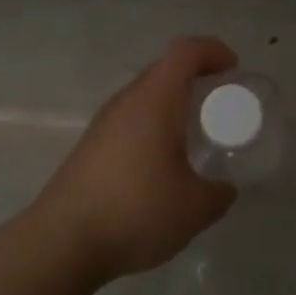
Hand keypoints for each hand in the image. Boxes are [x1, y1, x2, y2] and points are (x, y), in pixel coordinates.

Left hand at [32, 36, 239, 279]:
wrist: (61, 243)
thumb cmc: (136, 211)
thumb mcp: (195, 208)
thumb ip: (218, 194)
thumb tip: (224, 189)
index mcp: (155, 100)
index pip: (186, 52)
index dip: (213, 51)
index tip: (234, 69)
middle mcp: (126, 102)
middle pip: (164, 71)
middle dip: (196, 79)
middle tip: (220, 105)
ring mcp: (102, 125)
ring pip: (144, 98)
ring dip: (172, 106)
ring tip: (194, 137)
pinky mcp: (89, 149)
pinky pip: (130, 122)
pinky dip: (153, 129)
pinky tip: (162, 167)